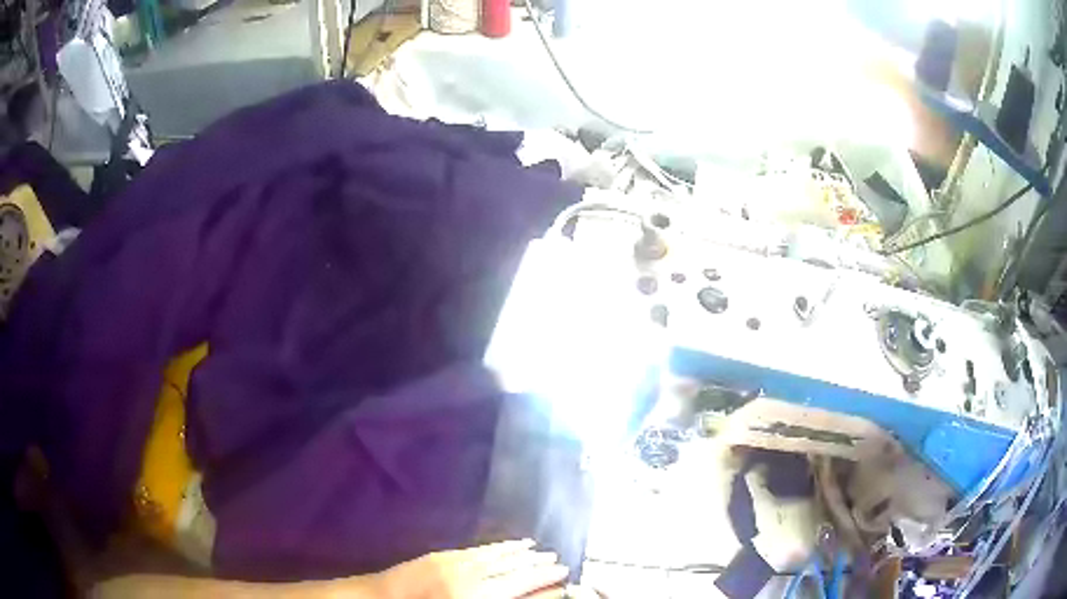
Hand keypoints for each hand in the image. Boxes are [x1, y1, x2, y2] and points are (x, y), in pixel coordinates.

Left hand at [368, 540, 569, 598]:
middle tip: (561, 563)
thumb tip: (530, 596)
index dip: (546, 583)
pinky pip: (481, 549)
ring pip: (500, 556)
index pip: (522, 587)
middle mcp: (471, 578)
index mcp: (476, 598)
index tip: (566, 578)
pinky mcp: (444, 555)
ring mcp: (457, 563)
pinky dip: (500, 546)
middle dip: (540, 566)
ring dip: (523, 554)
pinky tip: (511, 544)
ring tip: (543, 551)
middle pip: (514, 570)